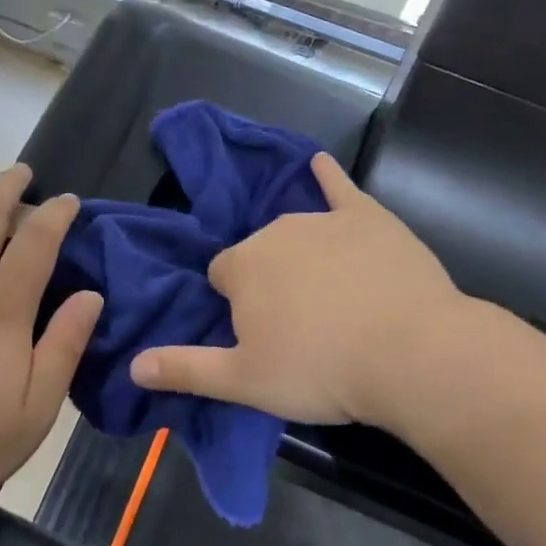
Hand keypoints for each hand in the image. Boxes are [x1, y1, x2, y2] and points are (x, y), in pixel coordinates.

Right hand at [130, 154, 470, 434]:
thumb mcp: (245, 382)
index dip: (237, 306)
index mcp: (242, 266)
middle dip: (269, 282)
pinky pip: (339, 188)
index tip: (260, 335)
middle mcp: (275, 231)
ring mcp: (323, 219)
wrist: (411, 354)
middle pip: (259, 253)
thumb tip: (134, 366)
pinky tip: (320, 164)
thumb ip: (186, 370)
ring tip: (329, 297)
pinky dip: (328, 177)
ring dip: (300, 255)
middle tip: (298, 327)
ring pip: (295, 232)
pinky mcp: (367, 216)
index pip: (222, 276)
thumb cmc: (321, 370)